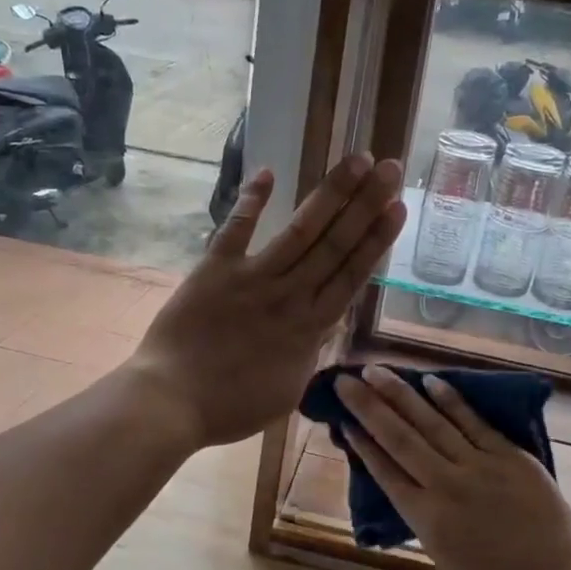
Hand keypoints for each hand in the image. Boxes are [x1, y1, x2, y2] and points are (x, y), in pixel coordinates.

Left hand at [129, 156, 404, 449]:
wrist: (172, 403)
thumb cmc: (232, 408)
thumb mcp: (288, 391)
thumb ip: (309, 354)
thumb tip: (322, 329)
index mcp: (310, 328)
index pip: (352, 274)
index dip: (376, 239)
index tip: (397, 207)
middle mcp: (290, 295)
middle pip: (335, 243)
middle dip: (366, 203)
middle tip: (389, 167)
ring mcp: (253, 279)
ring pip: (301, 231)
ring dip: (330, 194)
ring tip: (357, 161)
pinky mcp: (215, 270)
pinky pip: (236, 230)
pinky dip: (252, 201)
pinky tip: (269, 173)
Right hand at [335, 366, 570, 569]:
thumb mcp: (444, 559)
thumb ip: (424, 517)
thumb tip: (407, 482)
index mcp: (426, 520)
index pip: (384, 471)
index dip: (361, 443)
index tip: (342, 419)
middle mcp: (446, 487)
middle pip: (399, 438)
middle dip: (369, 406)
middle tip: (345, 380)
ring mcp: (481, 467)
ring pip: (432, 423)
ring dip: (401, 394)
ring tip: (376, 370)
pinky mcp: (511, 457)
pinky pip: (475, 423)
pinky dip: (451, 401)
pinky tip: (430, 381)